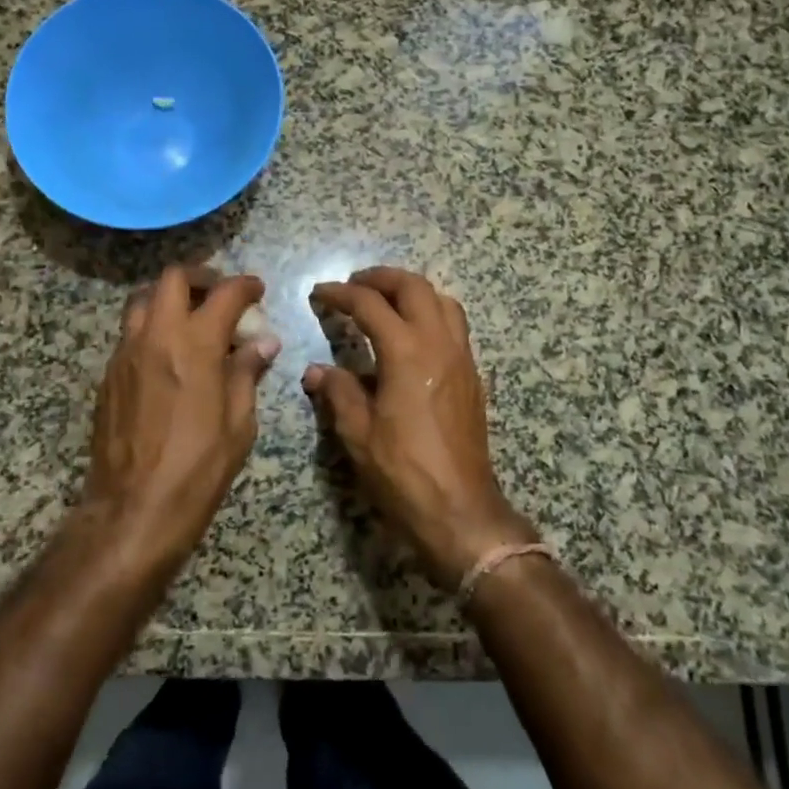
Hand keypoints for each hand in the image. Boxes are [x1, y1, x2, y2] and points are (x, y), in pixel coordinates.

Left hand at [84, 265, 280, 569]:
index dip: (245, 285)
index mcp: (194, 344)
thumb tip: (263, 343)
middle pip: (172, 279)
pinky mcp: (108, 375)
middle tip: (219, 296)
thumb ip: (247, 373)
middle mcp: (156, 336)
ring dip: (169, 298)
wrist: (132, 510)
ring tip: (191, 320)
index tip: (257, 290)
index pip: (224, 294)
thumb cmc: (197, 468)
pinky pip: (130, 333)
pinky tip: (168, 356)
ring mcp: (125, 353)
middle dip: (201, 278)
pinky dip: (152, 327)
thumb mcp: (238, 423)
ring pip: (142, 300)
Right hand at [304, 267, 534, 586]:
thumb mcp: (358, 434)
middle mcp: (439, 343)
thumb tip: (316, 371)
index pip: (370, 304)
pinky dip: (431, 313)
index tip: (320, 292)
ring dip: (412, 291)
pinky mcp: (472, 376)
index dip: (340, 293)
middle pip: (414, 287)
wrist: (460, 510)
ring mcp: (462, 358)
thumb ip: (338, 393)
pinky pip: (455, 325)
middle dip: (381, 278)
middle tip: (354, 284)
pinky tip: (412, 335)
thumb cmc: (404, 472)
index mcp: (406, 352)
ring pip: (442, 300)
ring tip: (386, 302)